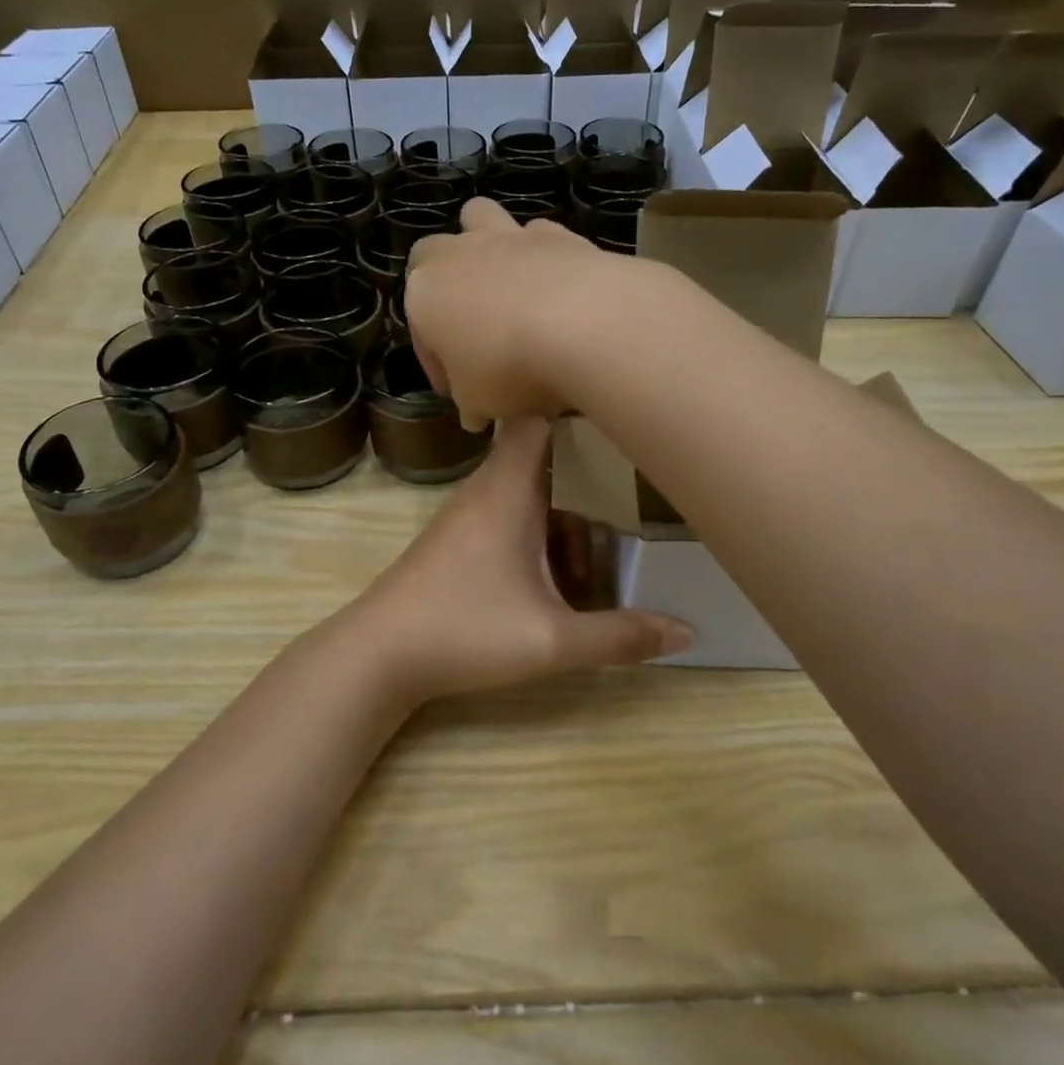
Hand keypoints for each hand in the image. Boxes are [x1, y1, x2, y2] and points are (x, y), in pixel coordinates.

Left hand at [336, 418, 692, 707]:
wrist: (377, 654)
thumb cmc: (464, 630)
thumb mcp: (551, 640)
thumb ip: (619, 636)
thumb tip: (686, 632)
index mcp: (508, 490)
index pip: (538, 418)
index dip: (575, 410)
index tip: (619, 419)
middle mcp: (486, 490)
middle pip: (544, 460)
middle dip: (587, 480)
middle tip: (632, 499)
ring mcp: (467, 515)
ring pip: (528, 495)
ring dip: (562, 521)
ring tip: (592, 567)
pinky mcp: (456, 540)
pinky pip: (509, 517)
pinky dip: (538, 536)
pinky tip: (553, 585)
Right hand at [406, 198, 661, 430]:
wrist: (582, 323)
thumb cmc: (507, 367)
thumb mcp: (477, 400)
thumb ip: (470, 401)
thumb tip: (475, 413)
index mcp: (424, 292)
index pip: (419, 328)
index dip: (436, 362)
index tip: (458, 392)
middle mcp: (459, 253)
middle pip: (434, 253)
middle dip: (444, 282)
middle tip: (469, 326)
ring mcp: (509, 236)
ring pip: (481, 217)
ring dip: (485, 245)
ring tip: (506, 287)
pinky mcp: (559, 232)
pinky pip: (540, 234)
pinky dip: (541, 255)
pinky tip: (556, 287)